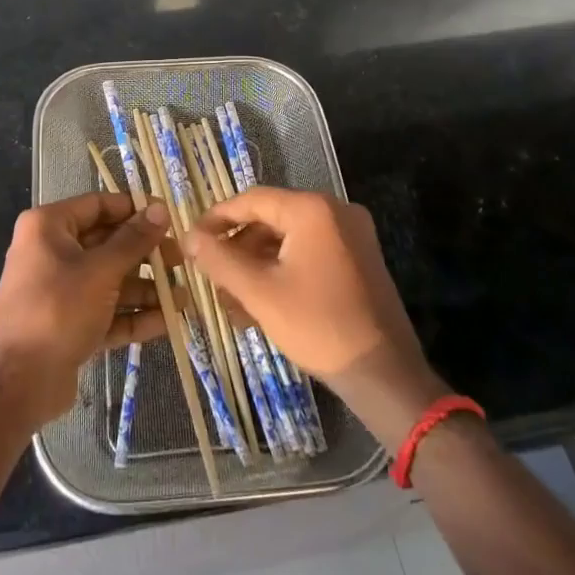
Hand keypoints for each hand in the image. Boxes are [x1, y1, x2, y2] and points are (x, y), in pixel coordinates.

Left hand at [0, 192, 169, 429]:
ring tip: (182, 298)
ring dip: (145, 289)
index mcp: (48, 227)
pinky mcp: (67, 324)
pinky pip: (104, 311)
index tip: (168, 218)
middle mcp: (50, 252)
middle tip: (180, 261)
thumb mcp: (101, 271)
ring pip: (109, 281)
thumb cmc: (59, 309)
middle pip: (107, 244)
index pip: (98, 205)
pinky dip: (132, 316)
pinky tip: (167, 322)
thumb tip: (161, 209)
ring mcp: (58, 290)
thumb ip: (134, 240)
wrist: (20, 383)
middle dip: (146, 255)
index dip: (135, 209)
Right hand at [183, 187, 439, 417]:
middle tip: (211, 277)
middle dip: (237, 250)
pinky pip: (309, 254)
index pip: (252, 200)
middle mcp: (335, 211)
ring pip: (288, 241)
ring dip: (256, 266)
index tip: (191, 240)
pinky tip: (260, 305)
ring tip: (231, 302)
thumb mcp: (259, 292)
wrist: (385, 375)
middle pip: (270, 220)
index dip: (217, 218)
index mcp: (312, 209)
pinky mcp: (358, 259)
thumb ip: (220, 259)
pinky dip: (282, 272)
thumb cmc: (318, 326)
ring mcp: (351, 235)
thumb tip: (189, 237)